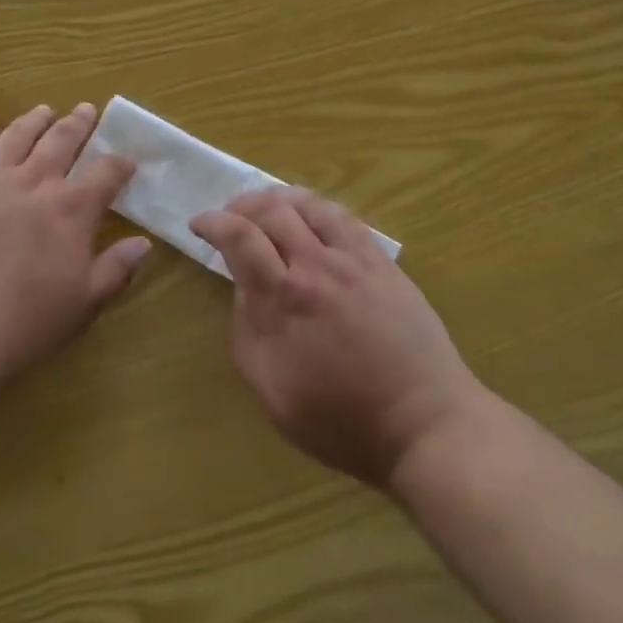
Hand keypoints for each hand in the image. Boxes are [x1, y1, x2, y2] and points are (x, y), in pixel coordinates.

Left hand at [0, 103, 147, 392]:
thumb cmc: (24, 323)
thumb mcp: (84, 304)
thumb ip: (117, 270)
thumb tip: (144, 244)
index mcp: (72, 209)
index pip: (106, 173)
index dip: (120, 164)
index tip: (128, 161)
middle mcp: (35, 182)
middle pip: (62, 141)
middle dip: (79, 124)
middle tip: (88, 109)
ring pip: (17, 137)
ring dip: (34, 121)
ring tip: (44, 111)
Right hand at [191, 188, 484, 490]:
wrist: (424, 423)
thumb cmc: (343, 421)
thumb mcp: (274, 392)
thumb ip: (248, 332)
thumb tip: (243, 288)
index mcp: (284, 299)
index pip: (240, 237)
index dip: (214, 222)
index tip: (199, 223)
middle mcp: (316, 265)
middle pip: (272, 211)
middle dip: (242, 205)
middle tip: (229, 215)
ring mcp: (353, 259)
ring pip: (309, 204)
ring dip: (278, 198)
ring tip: (264, 207)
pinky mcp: (381, 261)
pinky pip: (343, 216)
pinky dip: (317, 206)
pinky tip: (310, 215)